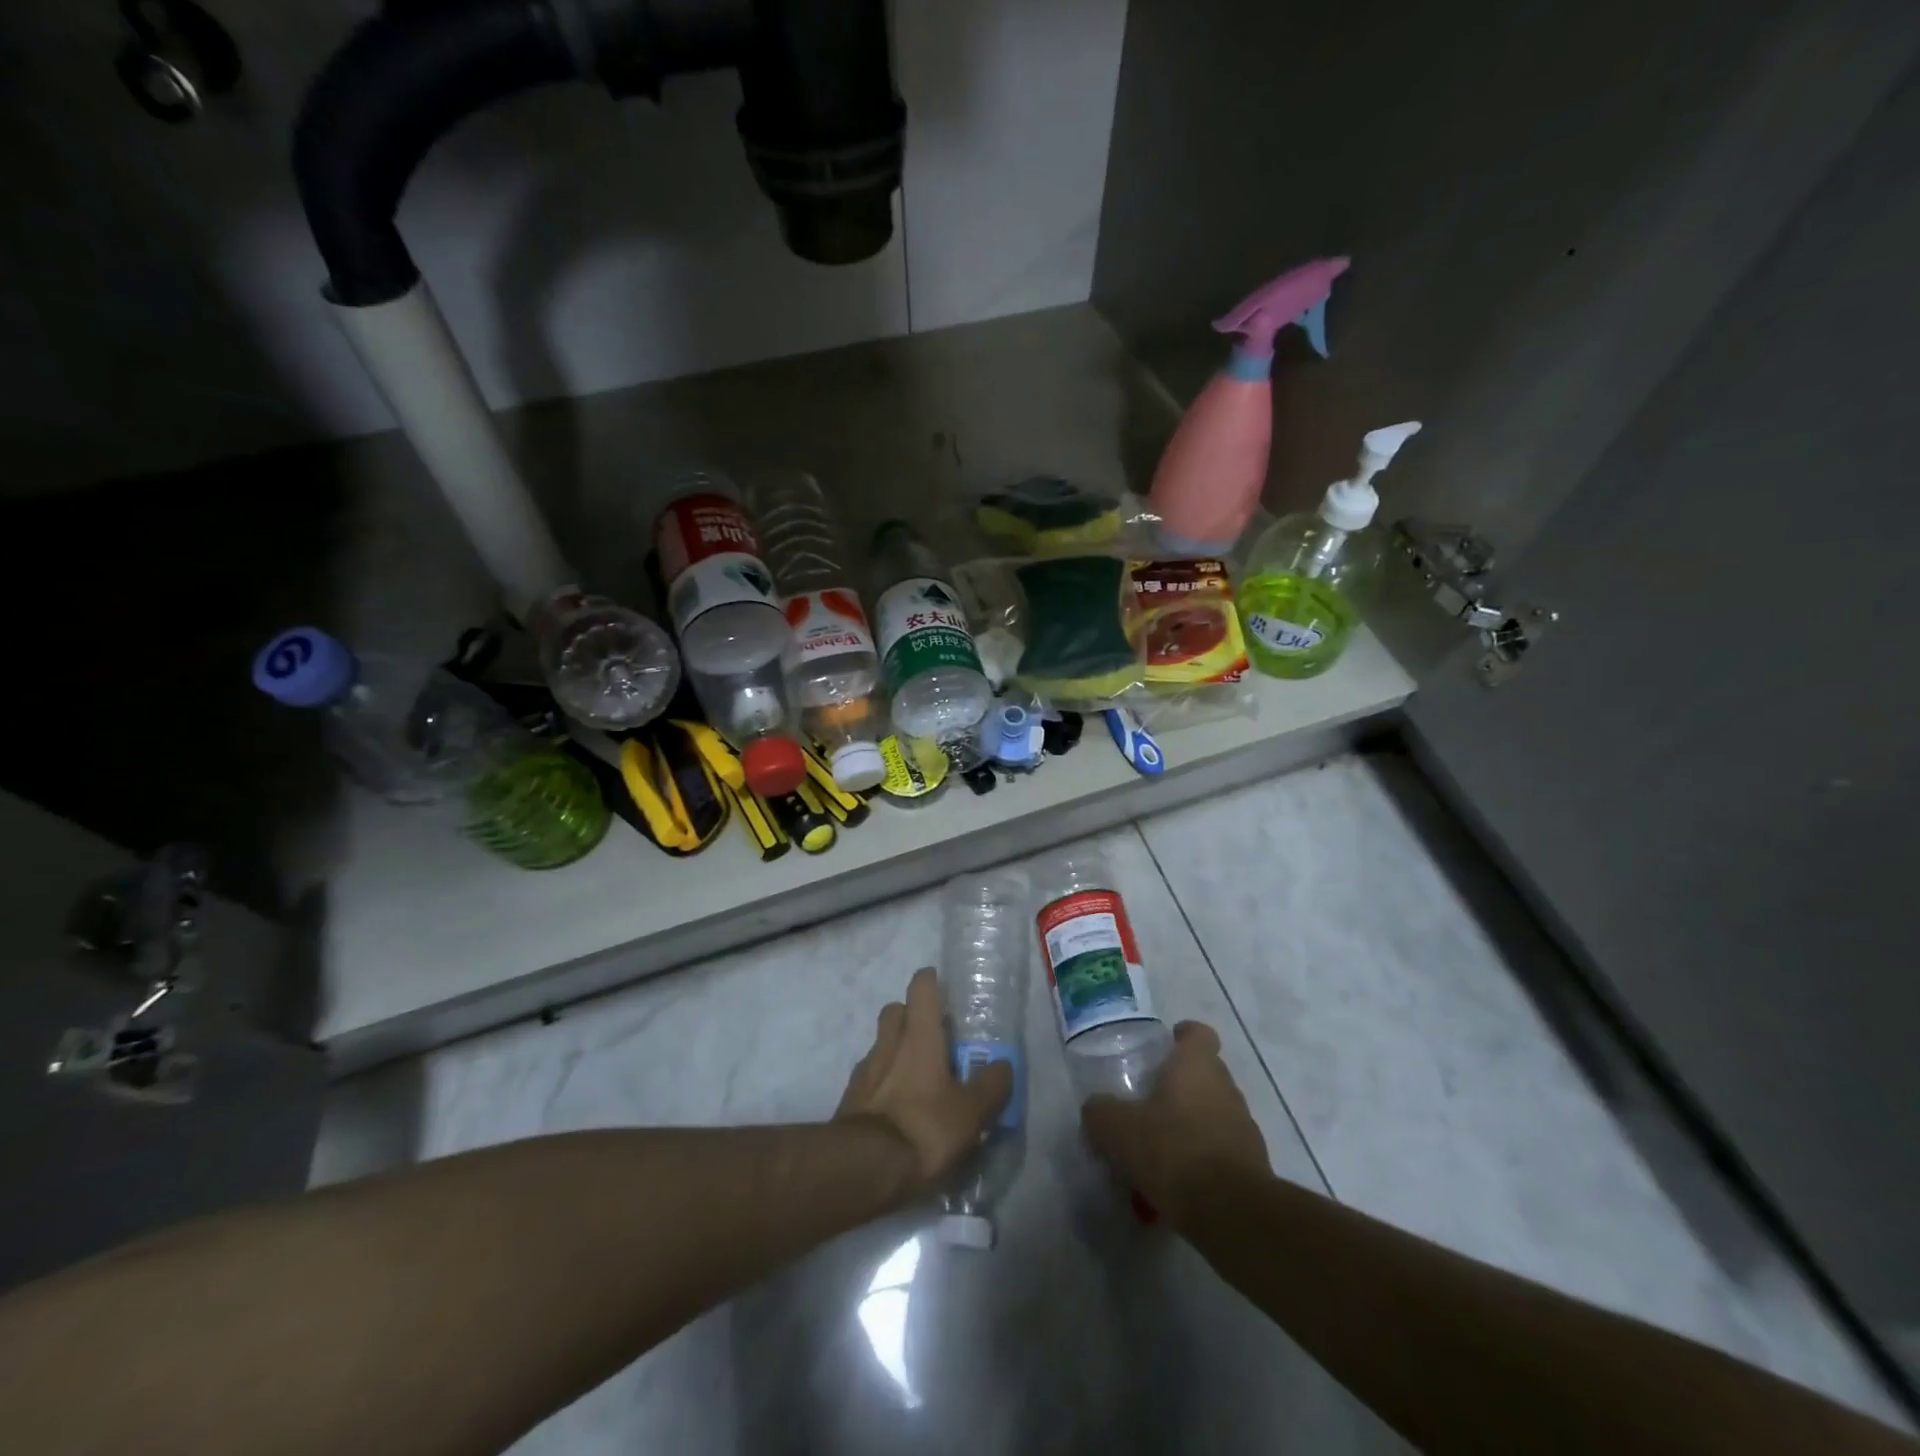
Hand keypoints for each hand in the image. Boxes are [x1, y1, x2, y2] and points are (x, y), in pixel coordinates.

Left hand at [837, 968, 1012, 1198]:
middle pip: (895, 1011)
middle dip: (912, 1017)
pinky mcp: (850, 1100)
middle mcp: (889, 1043)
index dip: (932, 982)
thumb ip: (991, 1086)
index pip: (921, 987)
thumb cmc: (923, 1129)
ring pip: (882, 1045)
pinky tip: (899, 1109)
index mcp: (919, 1036)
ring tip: (920, 1080)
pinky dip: (884, 1084)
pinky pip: (871, 1078)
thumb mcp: (971, 1113)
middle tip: (936, 1038)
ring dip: (898, 1052)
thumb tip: (1003, 1065)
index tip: (945, 991)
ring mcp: (865, 1071)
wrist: (862, 1169)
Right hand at [1081, 1021, 1270, 1226]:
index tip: (1163, 1047)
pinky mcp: (1252, 1166)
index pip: (1198, 1033)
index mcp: (1197, 1065)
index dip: (1182, 1036)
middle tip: (1145, 1106)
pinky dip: (1198, 1163)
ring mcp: (1243, 1128)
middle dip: (1177, 1088)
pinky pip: (1218, 1154)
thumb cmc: (1173, 1150)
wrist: (1232, 1213)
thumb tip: (1097, 1108)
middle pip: (1203, 1075)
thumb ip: (1101, 1111)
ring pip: (1210, 1116)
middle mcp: (1226, 1087)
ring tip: (1156, 1157)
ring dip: (1186, 1128)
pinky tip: (1173, 1189)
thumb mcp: (1117, 1128)